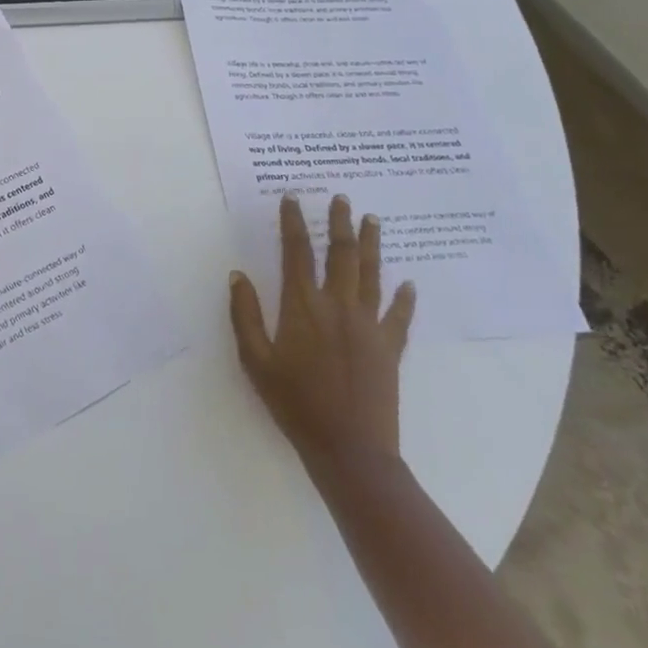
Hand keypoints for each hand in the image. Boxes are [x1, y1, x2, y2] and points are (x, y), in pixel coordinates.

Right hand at [228, 193, 416, 478]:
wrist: (349, 450)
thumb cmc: (295, 403)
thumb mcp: (255, 361)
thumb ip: (244, 315)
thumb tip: (237, 275)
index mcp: (302, 305)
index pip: (296, 251)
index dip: (293, 222)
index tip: (292, 198)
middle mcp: (337, 305)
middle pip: (341, 253)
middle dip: (339, 222)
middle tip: (342, 198)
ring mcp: (368, 325)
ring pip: (371, 273)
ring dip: (371, 244)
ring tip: (373, 219)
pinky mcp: (390, 347)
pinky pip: (399, 315)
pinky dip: (405, 298)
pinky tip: (409, 284)